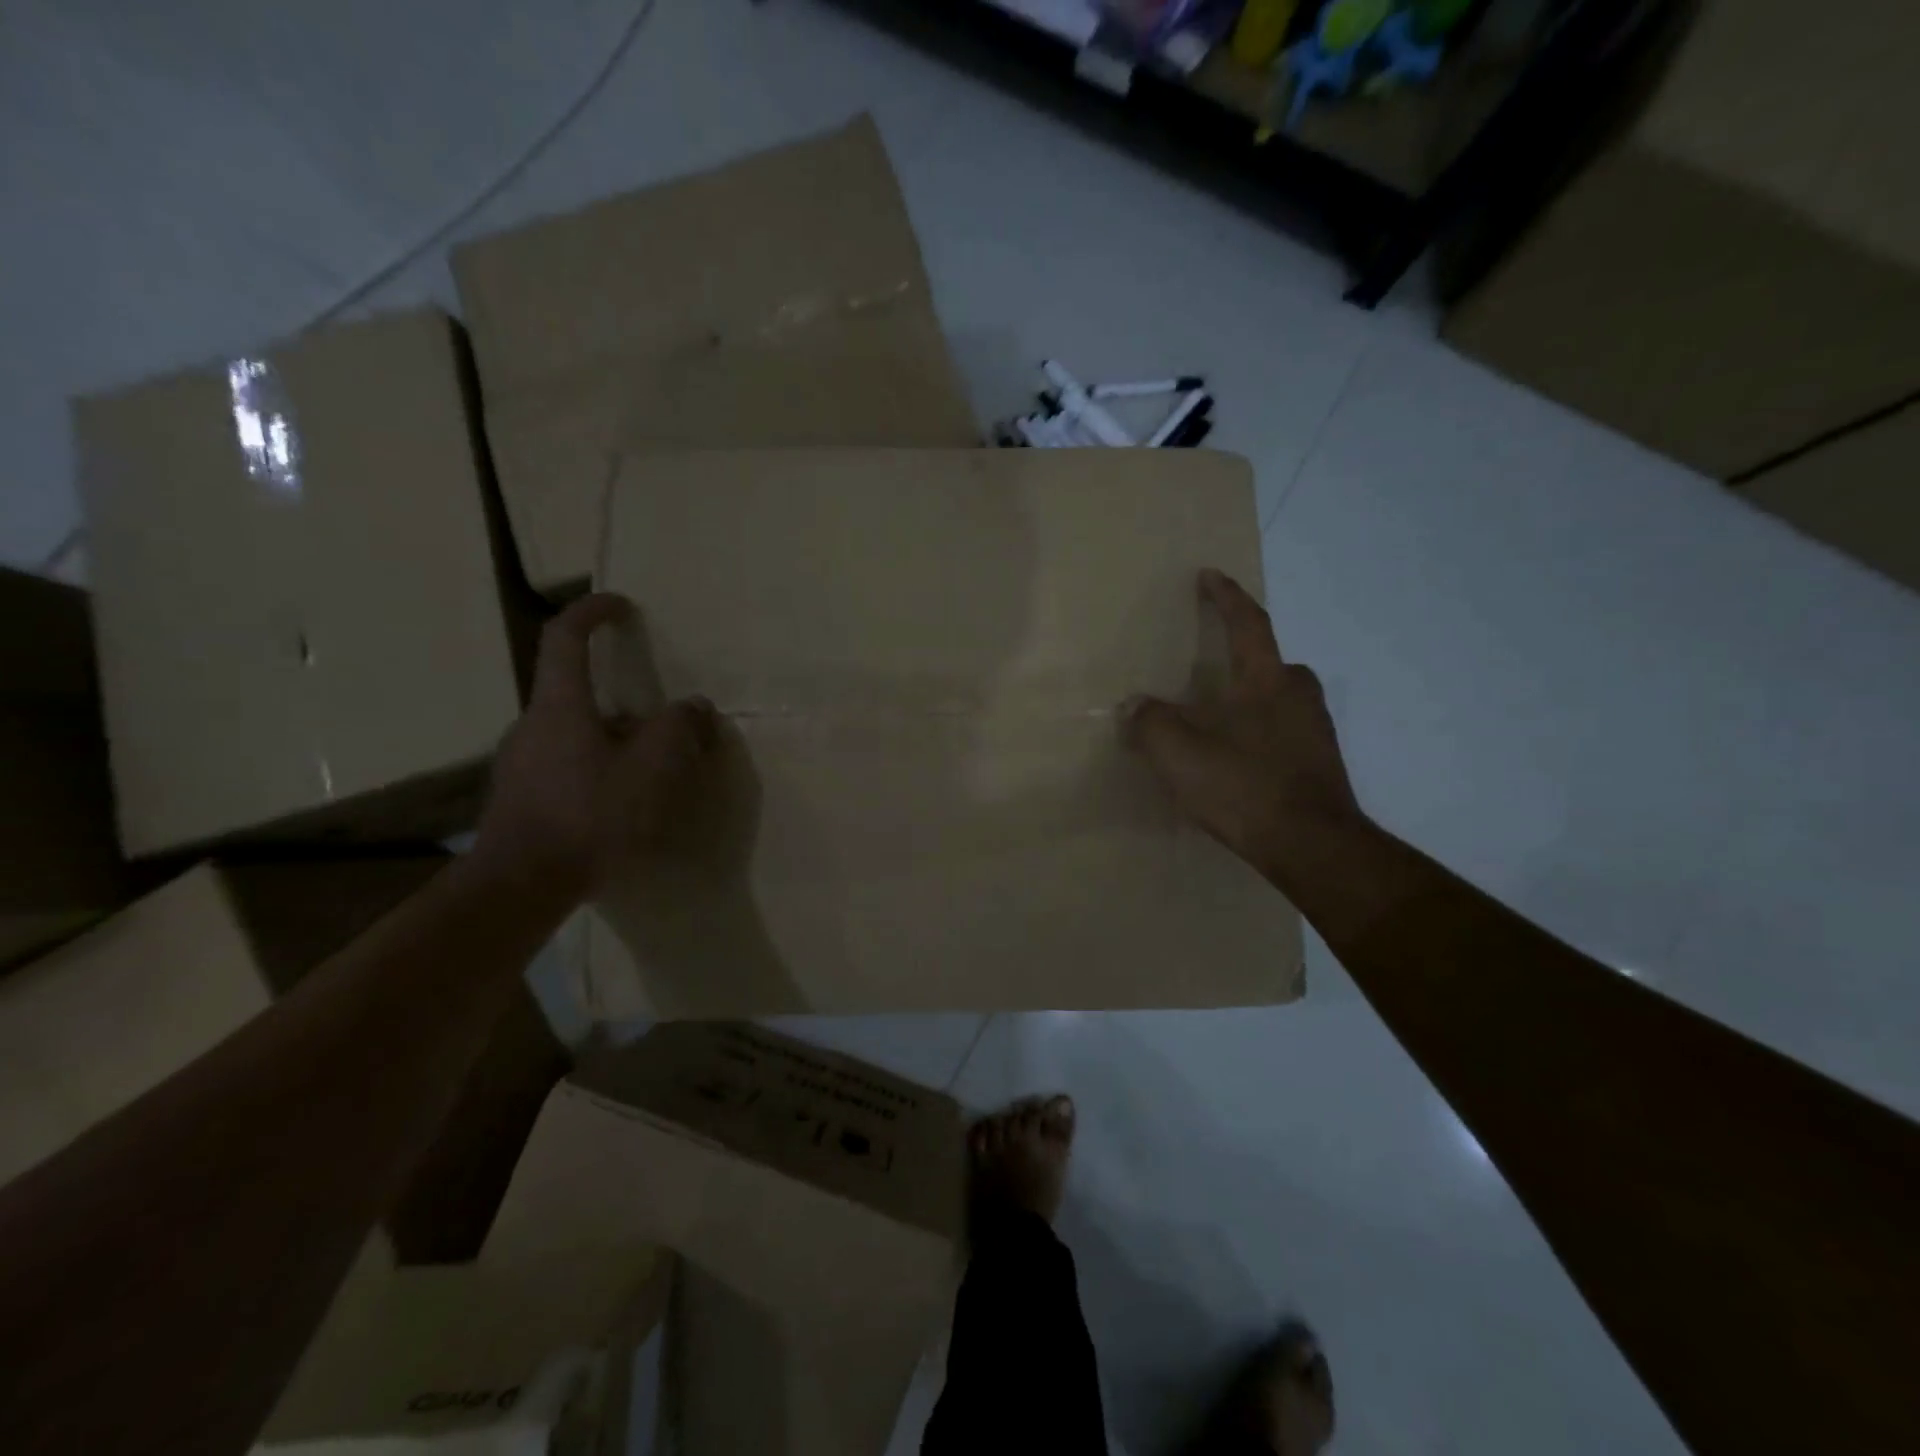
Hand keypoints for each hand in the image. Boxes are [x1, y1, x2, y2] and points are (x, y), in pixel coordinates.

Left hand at [474, 593, 717, 902]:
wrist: (520, 885)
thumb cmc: (591, 815)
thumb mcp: (654, 767)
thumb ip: (680, 728)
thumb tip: (694, 707)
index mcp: (560, 706)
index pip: (565, 638)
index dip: (592, 612)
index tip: (620, 604)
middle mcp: (532, 725)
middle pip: (580, 694)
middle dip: (626, 703)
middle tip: (665, 729)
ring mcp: (521, 763)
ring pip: (577, 735)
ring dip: (616, 742)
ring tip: (653, 775)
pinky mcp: (521, 797)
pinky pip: (568, 766)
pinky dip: (600, 769)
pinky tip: (623, 807)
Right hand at [1122, 569, 1363, 882]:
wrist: (1313, 847)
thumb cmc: (1243, 786)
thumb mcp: (1179, 753)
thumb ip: (1150, 722)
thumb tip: (1133, 705)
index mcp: (1267, 679)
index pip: (1247, 623)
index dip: (1226, 596)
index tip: (1209, 575)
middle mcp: (1299, 696)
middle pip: (1270, 663)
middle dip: (1242, 659)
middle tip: (1211, 670)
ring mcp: (1315, 732)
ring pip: (1277, 702)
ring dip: (1249, 702)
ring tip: (1217, 721)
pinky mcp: (1320, 765)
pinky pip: (1283, 734)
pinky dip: (1258, 735)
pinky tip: (1237, 761)